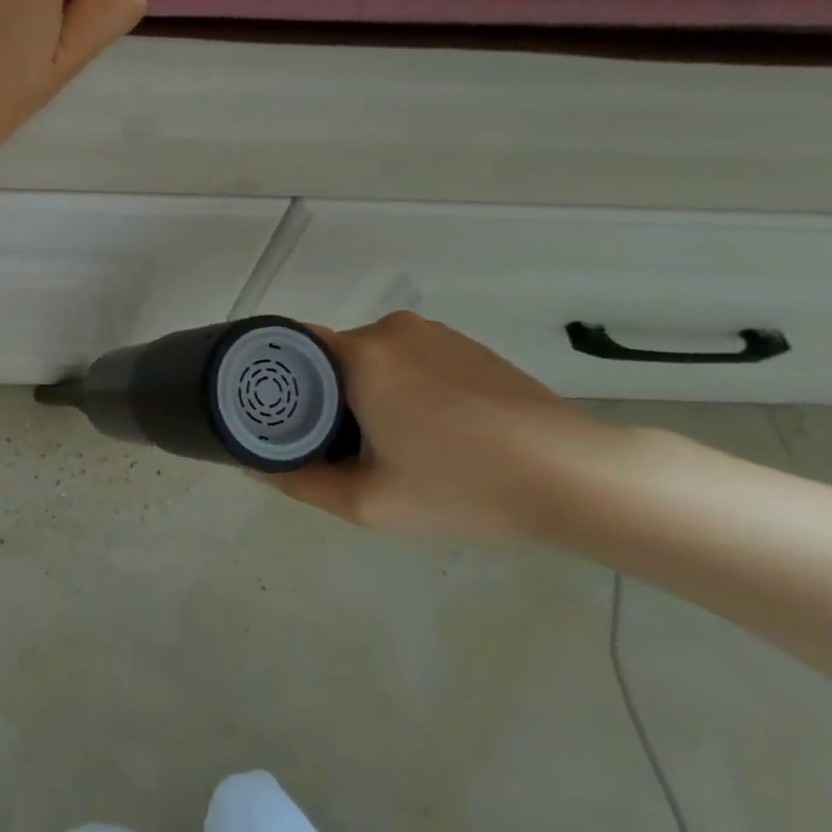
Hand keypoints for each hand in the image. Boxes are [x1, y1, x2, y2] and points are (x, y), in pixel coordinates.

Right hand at [280, 313, 641, 541]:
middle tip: (336, 445)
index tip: (279, 419)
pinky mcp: (464, 343)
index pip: (290, 349)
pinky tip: (429, 428)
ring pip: (369, 358)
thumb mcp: (369, 502)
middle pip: (329, 356)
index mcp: (359, 355)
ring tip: (388, 442)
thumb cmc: (463, 486)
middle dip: (323, 396)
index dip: (276, 382)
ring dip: (364, 391)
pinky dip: (400, 385)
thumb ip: (301, 483)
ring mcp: (431, 332)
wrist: (575, 476)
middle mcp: (389, 329)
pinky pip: (407, 357)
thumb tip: (257, 467)